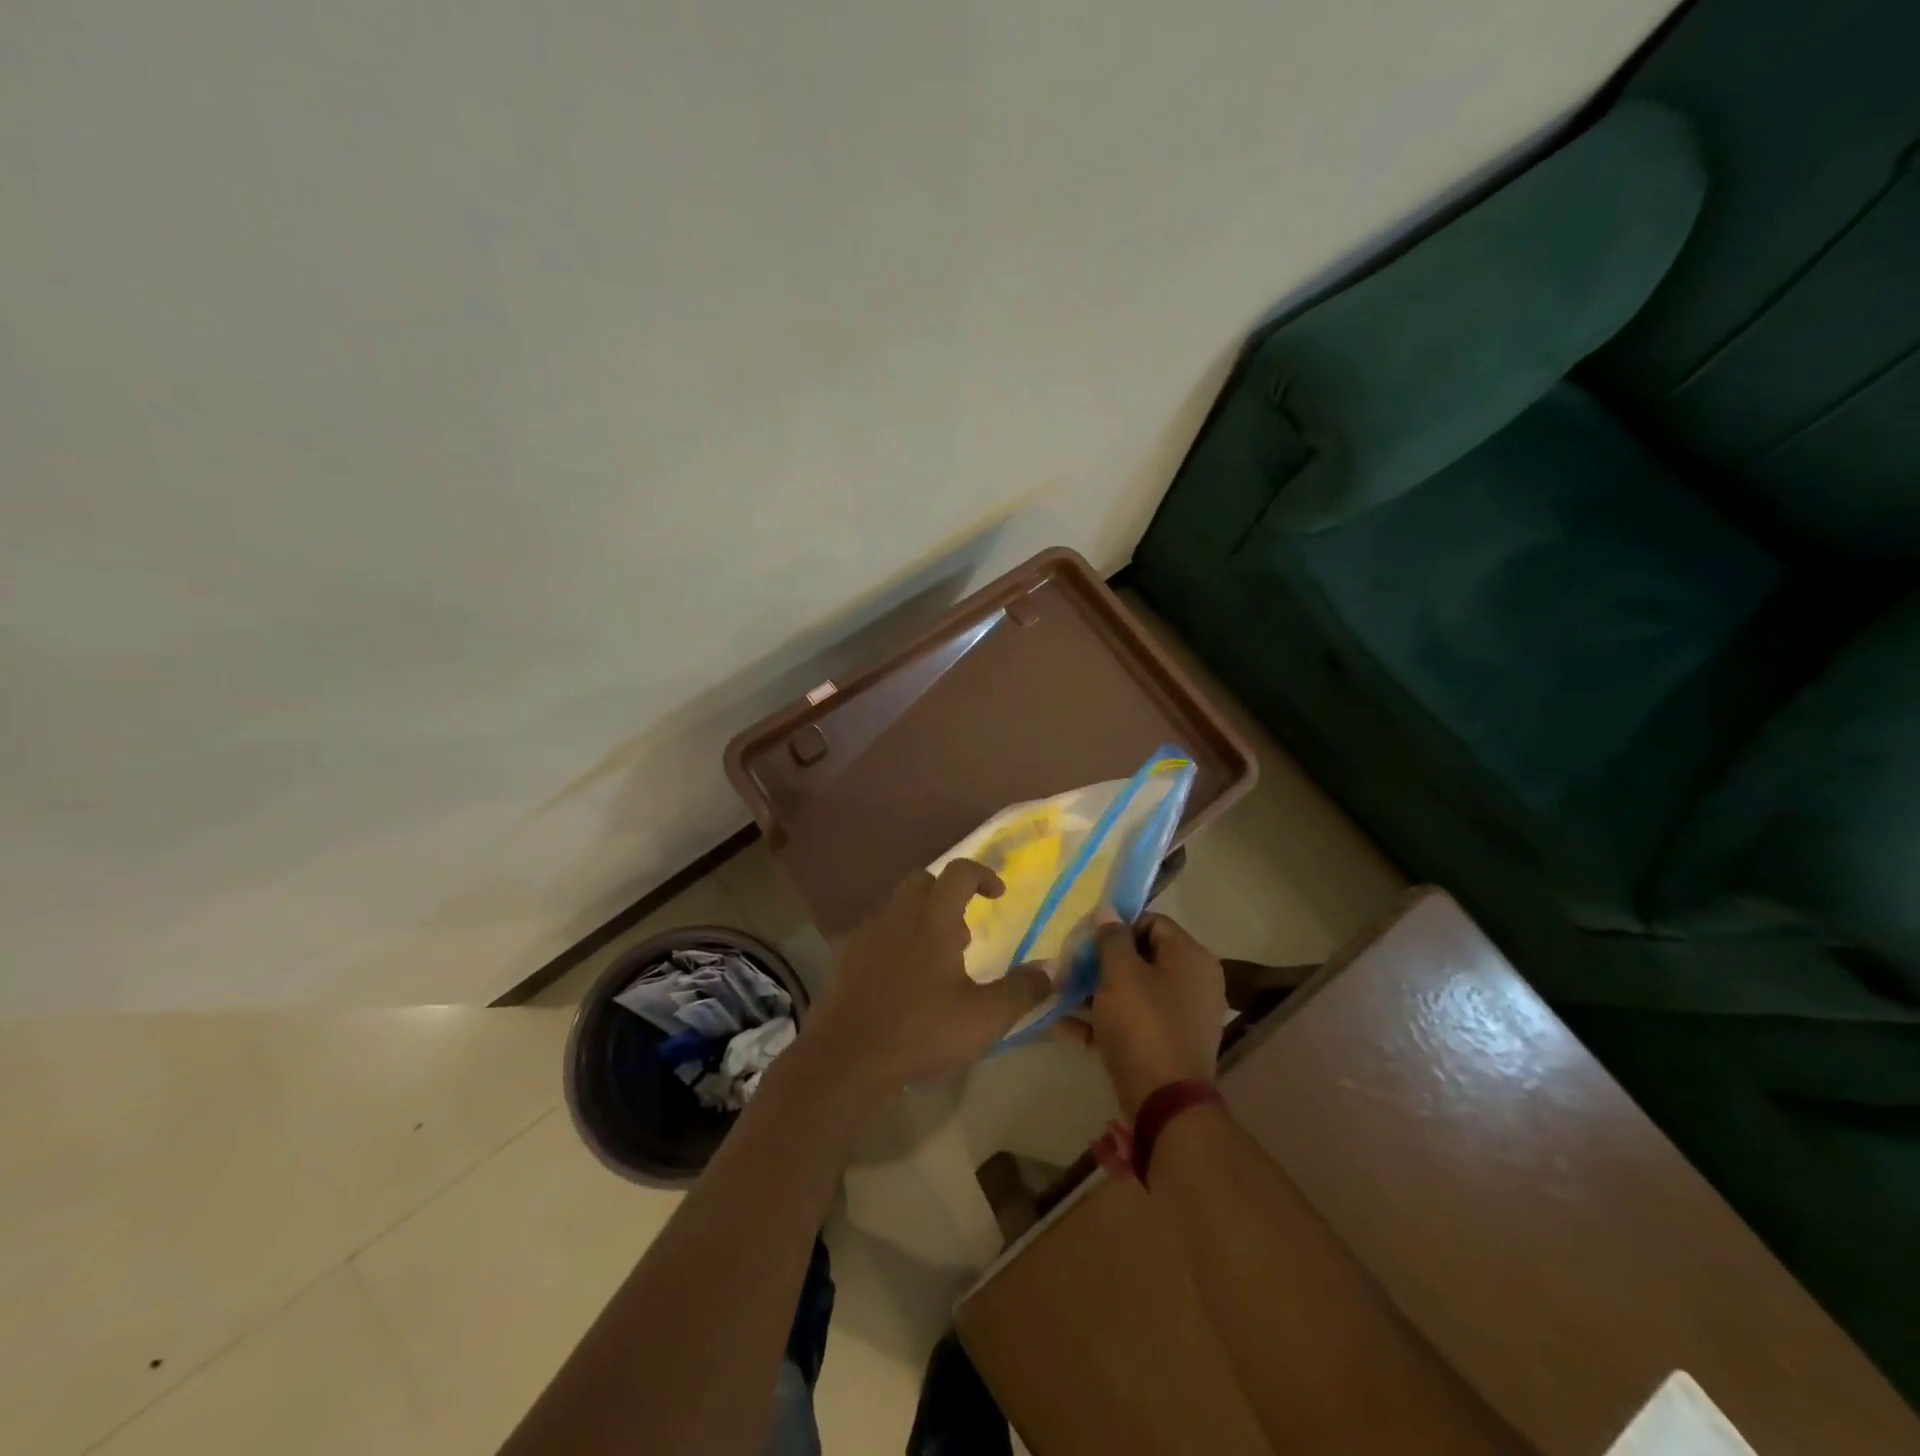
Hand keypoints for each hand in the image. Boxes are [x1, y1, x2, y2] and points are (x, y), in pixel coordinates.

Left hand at [803, 860, 1052, 1097]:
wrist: (846, 1057)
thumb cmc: (920, 1031)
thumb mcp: (984, 1018)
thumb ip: (1021, 991)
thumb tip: (1050, 971)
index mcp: (933, 918)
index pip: (960, 872)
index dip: (983, 875)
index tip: (997, 894)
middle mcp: (898, 913)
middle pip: (924, 881)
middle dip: (948, 896)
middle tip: (964, 934)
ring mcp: (866, 931)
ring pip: (897, 906)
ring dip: (920, 919)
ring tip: (935, 961)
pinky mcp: (844, 954)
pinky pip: (875, 932)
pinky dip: (893, 941)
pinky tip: (899, 979)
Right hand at [1056, 912, 1225, 1116]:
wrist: (1165, 1104)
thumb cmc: (1143, 1026)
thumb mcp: (1120, 974)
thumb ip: (1112, 938)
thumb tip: (1108, 910)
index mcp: (1190, 957)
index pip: (1152, 922)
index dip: (1116, 926)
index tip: (1085, 938)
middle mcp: (1194, 982)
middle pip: (1141, 957)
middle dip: (1101, 961)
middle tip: (1069, 967)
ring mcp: (1182, 1016)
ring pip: (1134, 991)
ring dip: (1096, 990)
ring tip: (1059, 994)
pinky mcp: (1167, 1044)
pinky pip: (1133, 1021)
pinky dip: (1103, 1020)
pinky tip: (1063, 1025)